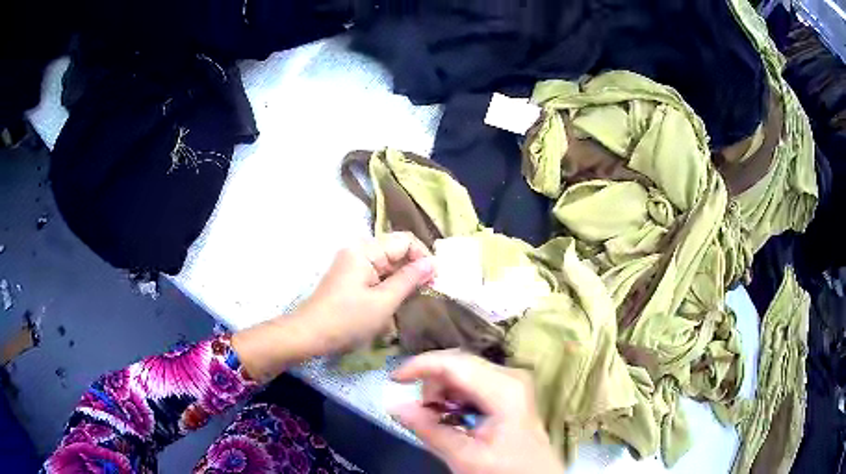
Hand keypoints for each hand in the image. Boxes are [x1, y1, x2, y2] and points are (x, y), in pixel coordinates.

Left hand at [293, 231, 435, 353]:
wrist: (309, 335)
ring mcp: (353, 263)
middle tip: (429, 292)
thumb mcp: (383, 302)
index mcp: (365, 250)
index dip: (423, 257)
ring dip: (403, 279)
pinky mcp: (350, 277)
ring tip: (415, 299)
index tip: (435, 280)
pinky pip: (377, 274)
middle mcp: (358, 250)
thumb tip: (433, 263)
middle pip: (396, 250)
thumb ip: (409, 280)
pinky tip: (396, 301)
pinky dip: (390, 285)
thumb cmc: (347, 320)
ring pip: (388, 264)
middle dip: (414, 269)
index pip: (405, 241)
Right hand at [391, 350, 563, 473]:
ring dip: (442, 389)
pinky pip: (472, 381)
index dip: (420, 366)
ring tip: (437, 417)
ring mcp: (511, 381)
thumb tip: (395, 406)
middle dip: (431, 382)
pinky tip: (451, 415)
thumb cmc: (504, 469)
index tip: (393, 379)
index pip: (454, 363)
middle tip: (420, 410)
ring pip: (463, 370)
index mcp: (503, 389)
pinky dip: (454, 394)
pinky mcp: (508, 389)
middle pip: (458, 363)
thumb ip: (430, 430)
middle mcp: (509, 376)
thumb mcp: (464, 457)